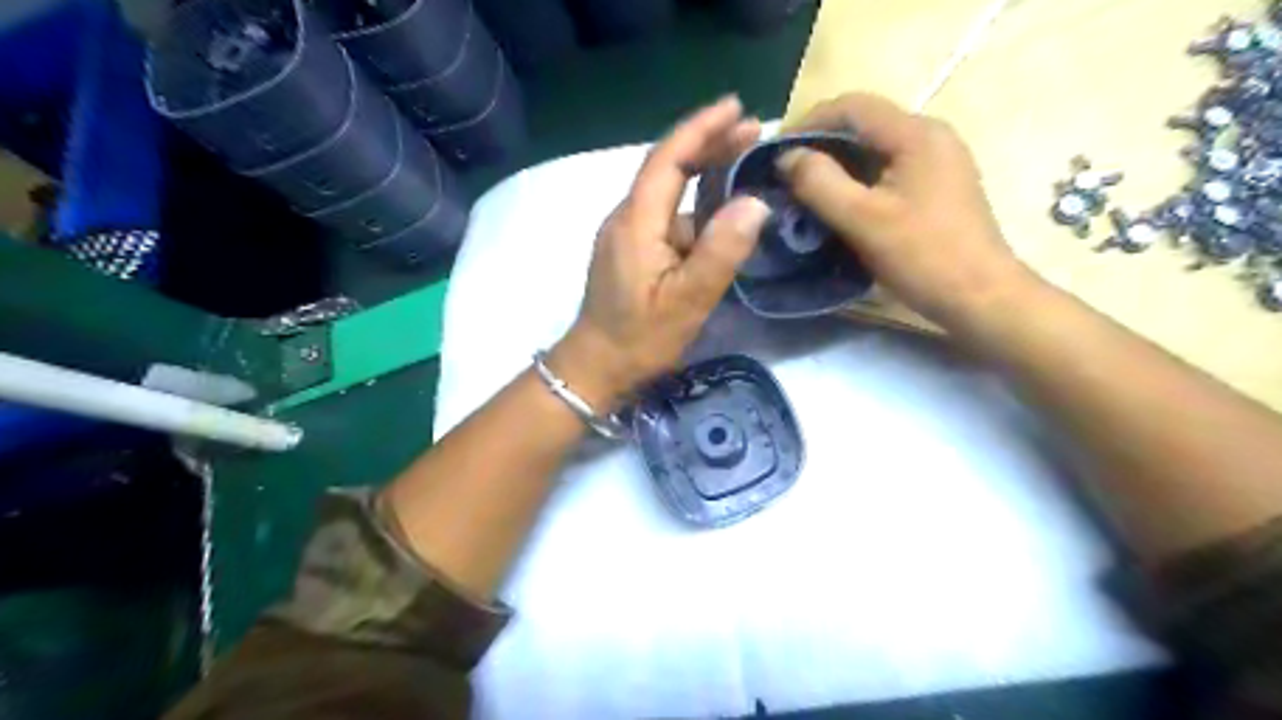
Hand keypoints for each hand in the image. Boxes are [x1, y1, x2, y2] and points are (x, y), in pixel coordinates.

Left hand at [551, 97, 768, 404]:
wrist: (596, 367)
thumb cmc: (639, 338)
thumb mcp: (688, 300)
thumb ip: (721, 251)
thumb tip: (755, 203)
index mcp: (637, 221)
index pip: (668, 158)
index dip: (702, 128)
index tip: (739, 108)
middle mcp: (626, 217)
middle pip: (666, 167)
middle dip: (707, 143)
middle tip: (752, 129)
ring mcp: (626, 234)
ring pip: (666, 191)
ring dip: (703, 173)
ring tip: (744, 162)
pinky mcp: (630, 251)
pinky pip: (665, 215)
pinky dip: (694, 204)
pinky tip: (718, 212)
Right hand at [771, 92, 1028, 327]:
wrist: (980, 296)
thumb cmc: (922, 255)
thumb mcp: (862, 219)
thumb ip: (819, 182)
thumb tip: (786, 156)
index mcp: (916, 134)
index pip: (852, 106)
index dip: (808, 122)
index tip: (777, 152)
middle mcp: (931, 136)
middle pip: (865, 125)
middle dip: (821, 145)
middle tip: (788, 175)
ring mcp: (939, 161)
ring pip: (876, 149)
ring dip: (839, 164)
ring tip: (808, 191)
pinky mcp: (938, 185)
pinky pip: (889, 169)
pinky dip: (859, 179)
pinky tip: (842, 204)